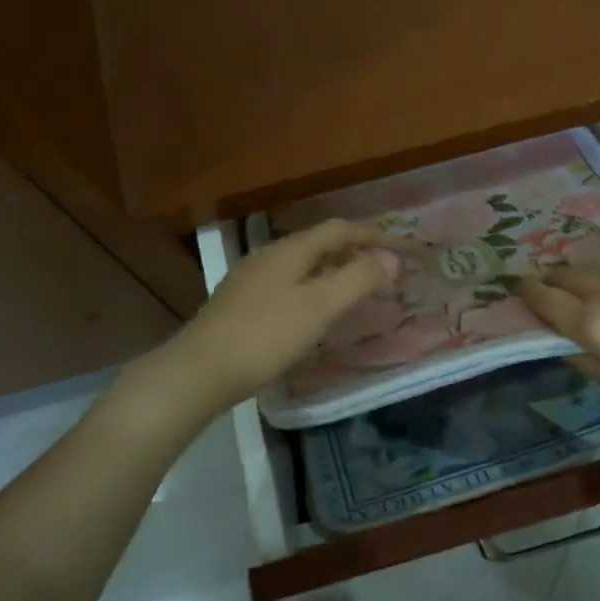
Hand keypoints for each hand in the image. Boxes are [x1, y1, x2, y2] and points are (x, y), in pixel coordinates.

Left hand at [141, 220, 399, 420]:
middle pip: (319, 244)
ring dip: (332, 271)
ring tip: (354, 290)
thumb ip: (357, 279)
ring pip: (301, 265)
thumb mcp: (319, 307)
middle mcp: (269, 256)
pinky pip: (287, 285)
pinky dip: (312, 289)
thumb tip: (391, 257)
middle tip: (382, 269)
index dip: (372, 234)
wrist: (199, 371)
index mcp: (290, 250)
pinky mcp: (240, 304)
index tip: (400, 247)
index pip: (339, 229)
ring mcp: (250, 279)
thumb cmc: (265, 336)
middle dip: (353, 252)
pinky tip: (313, 313)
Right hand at [519, 257, 599, 427]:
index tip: (518, 290)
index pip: (544, 299)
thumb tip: (560, 339)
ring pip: (591, 260)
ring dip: (577, 268)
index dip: (526, 293)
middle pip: (563, 273)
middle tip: (546, 287)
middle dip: (549, 279)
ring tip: (578, 277)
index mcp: (594, 324)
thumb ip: (583, 358)